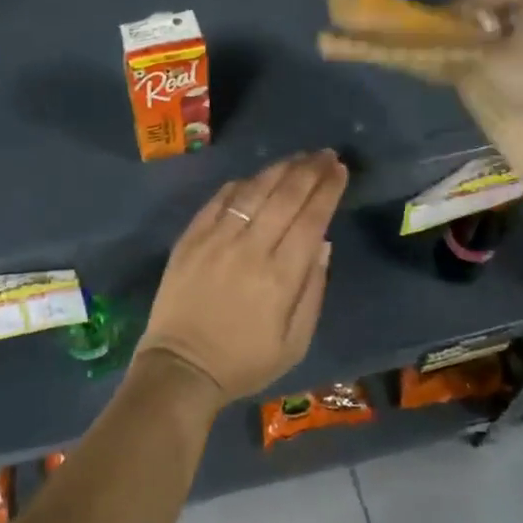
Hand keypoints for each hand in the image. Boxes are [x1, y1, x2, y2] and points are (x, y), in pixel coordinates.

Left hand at [137, 151, 348, 404]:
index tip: (340, 170)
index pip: (311, 219)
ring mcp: (216, 239)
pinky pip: (219, 200)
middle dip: (310, 170)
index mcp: (280, 277)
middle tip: (326, 154)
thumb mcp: (294, 342)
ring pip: (253, 190)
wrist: (181, 367)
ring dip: (279, 169)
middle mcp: (250, 248)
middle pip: (285, 196)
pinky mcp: (191, 238)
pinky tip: (255, 177)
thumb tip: (323, 243)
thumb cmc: (244, 361)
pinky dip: (240, 184)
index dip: (328, 190)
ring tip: (298, 157)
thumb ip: (313, 290)